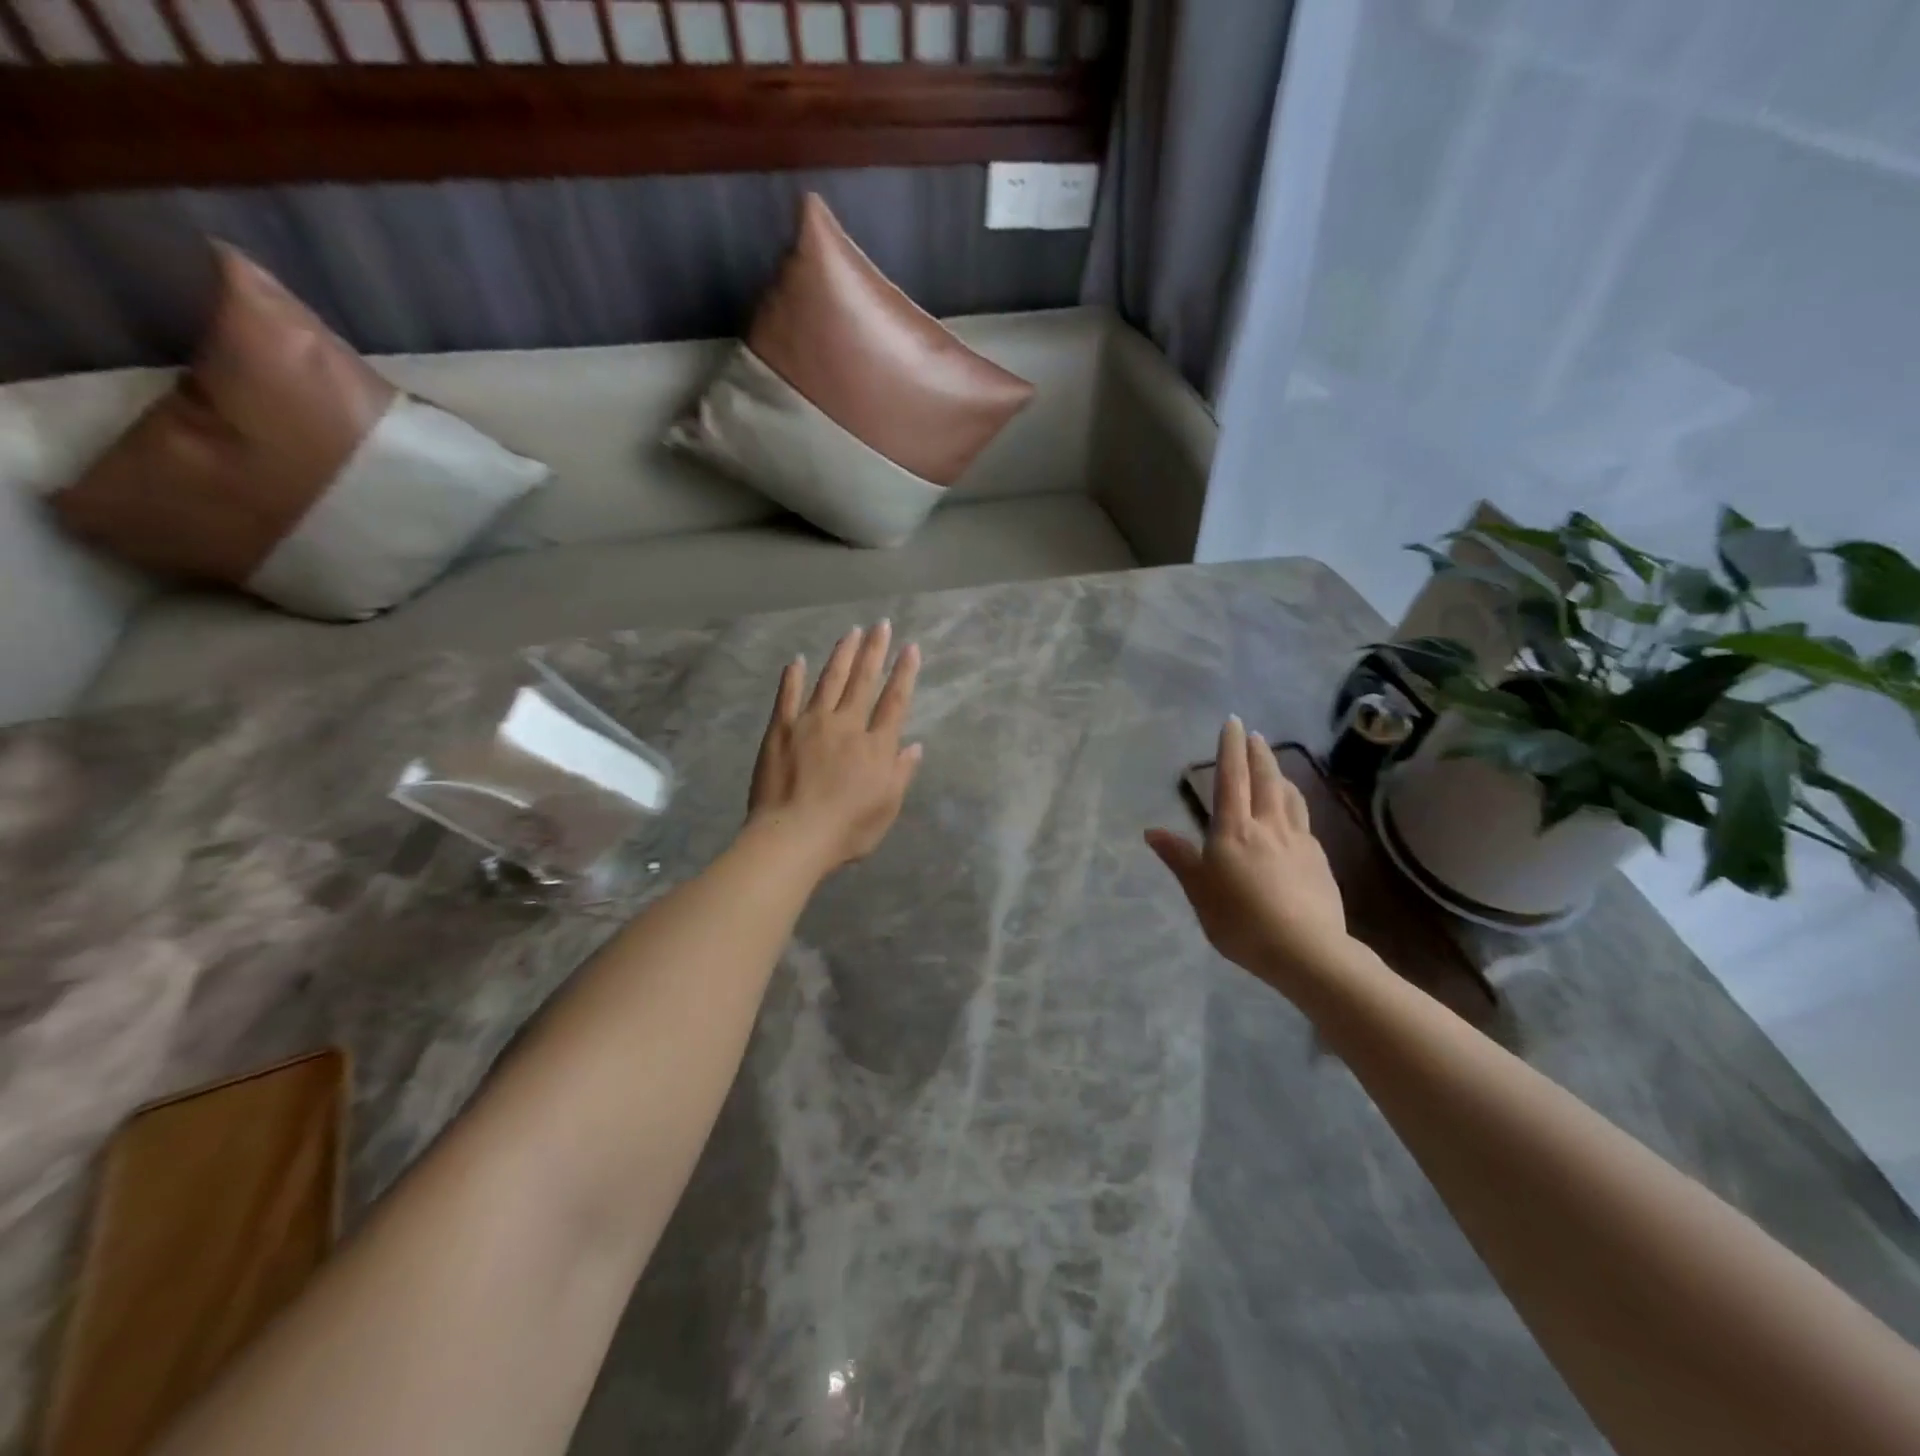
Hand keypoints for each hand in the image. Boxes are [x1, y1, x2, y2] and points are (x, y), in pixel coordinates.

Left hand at [748, 621, 922, 873]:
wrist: (793, 837)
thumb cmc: (846, 830)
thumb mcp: (886, 808)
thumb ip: (901, 773)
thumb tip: (915, 745)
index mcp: (875, 746)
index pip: (894, 701)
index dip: (904, 673)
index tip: (911, 648)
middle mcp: (846, 725)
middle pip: (863, 681)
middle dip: (874, 650)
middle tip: (881, 624)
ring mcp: (810, 724)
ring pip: (829, 681)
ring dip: (841, 655)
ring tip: (850, 632)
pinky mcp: (780, 730)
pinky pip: (787, 696)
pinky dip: (792, 677)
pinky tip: (797, 660)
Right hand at [1146, 718, 1352, 992]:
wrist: (1306, 950)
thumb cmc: (1241, 921)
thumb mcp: (1199, 892)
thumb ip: (1179, 858)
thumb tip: (1152, 831)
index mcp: (1234, 831)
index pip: (1231, 779)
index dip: (1230, 749)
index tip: (1233, 722)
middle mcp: (1268, 826)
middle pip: (1265, 780)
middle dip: (1258, 754)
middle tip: (1255, 734)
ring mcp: (1299, 841)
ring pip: (1290, 797)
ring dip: (1281, 775)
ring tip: (1276, 766)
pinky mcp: (1319, 859)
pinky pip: (1304, 821)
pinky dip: (1295, 805)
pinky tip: (1294, 815)